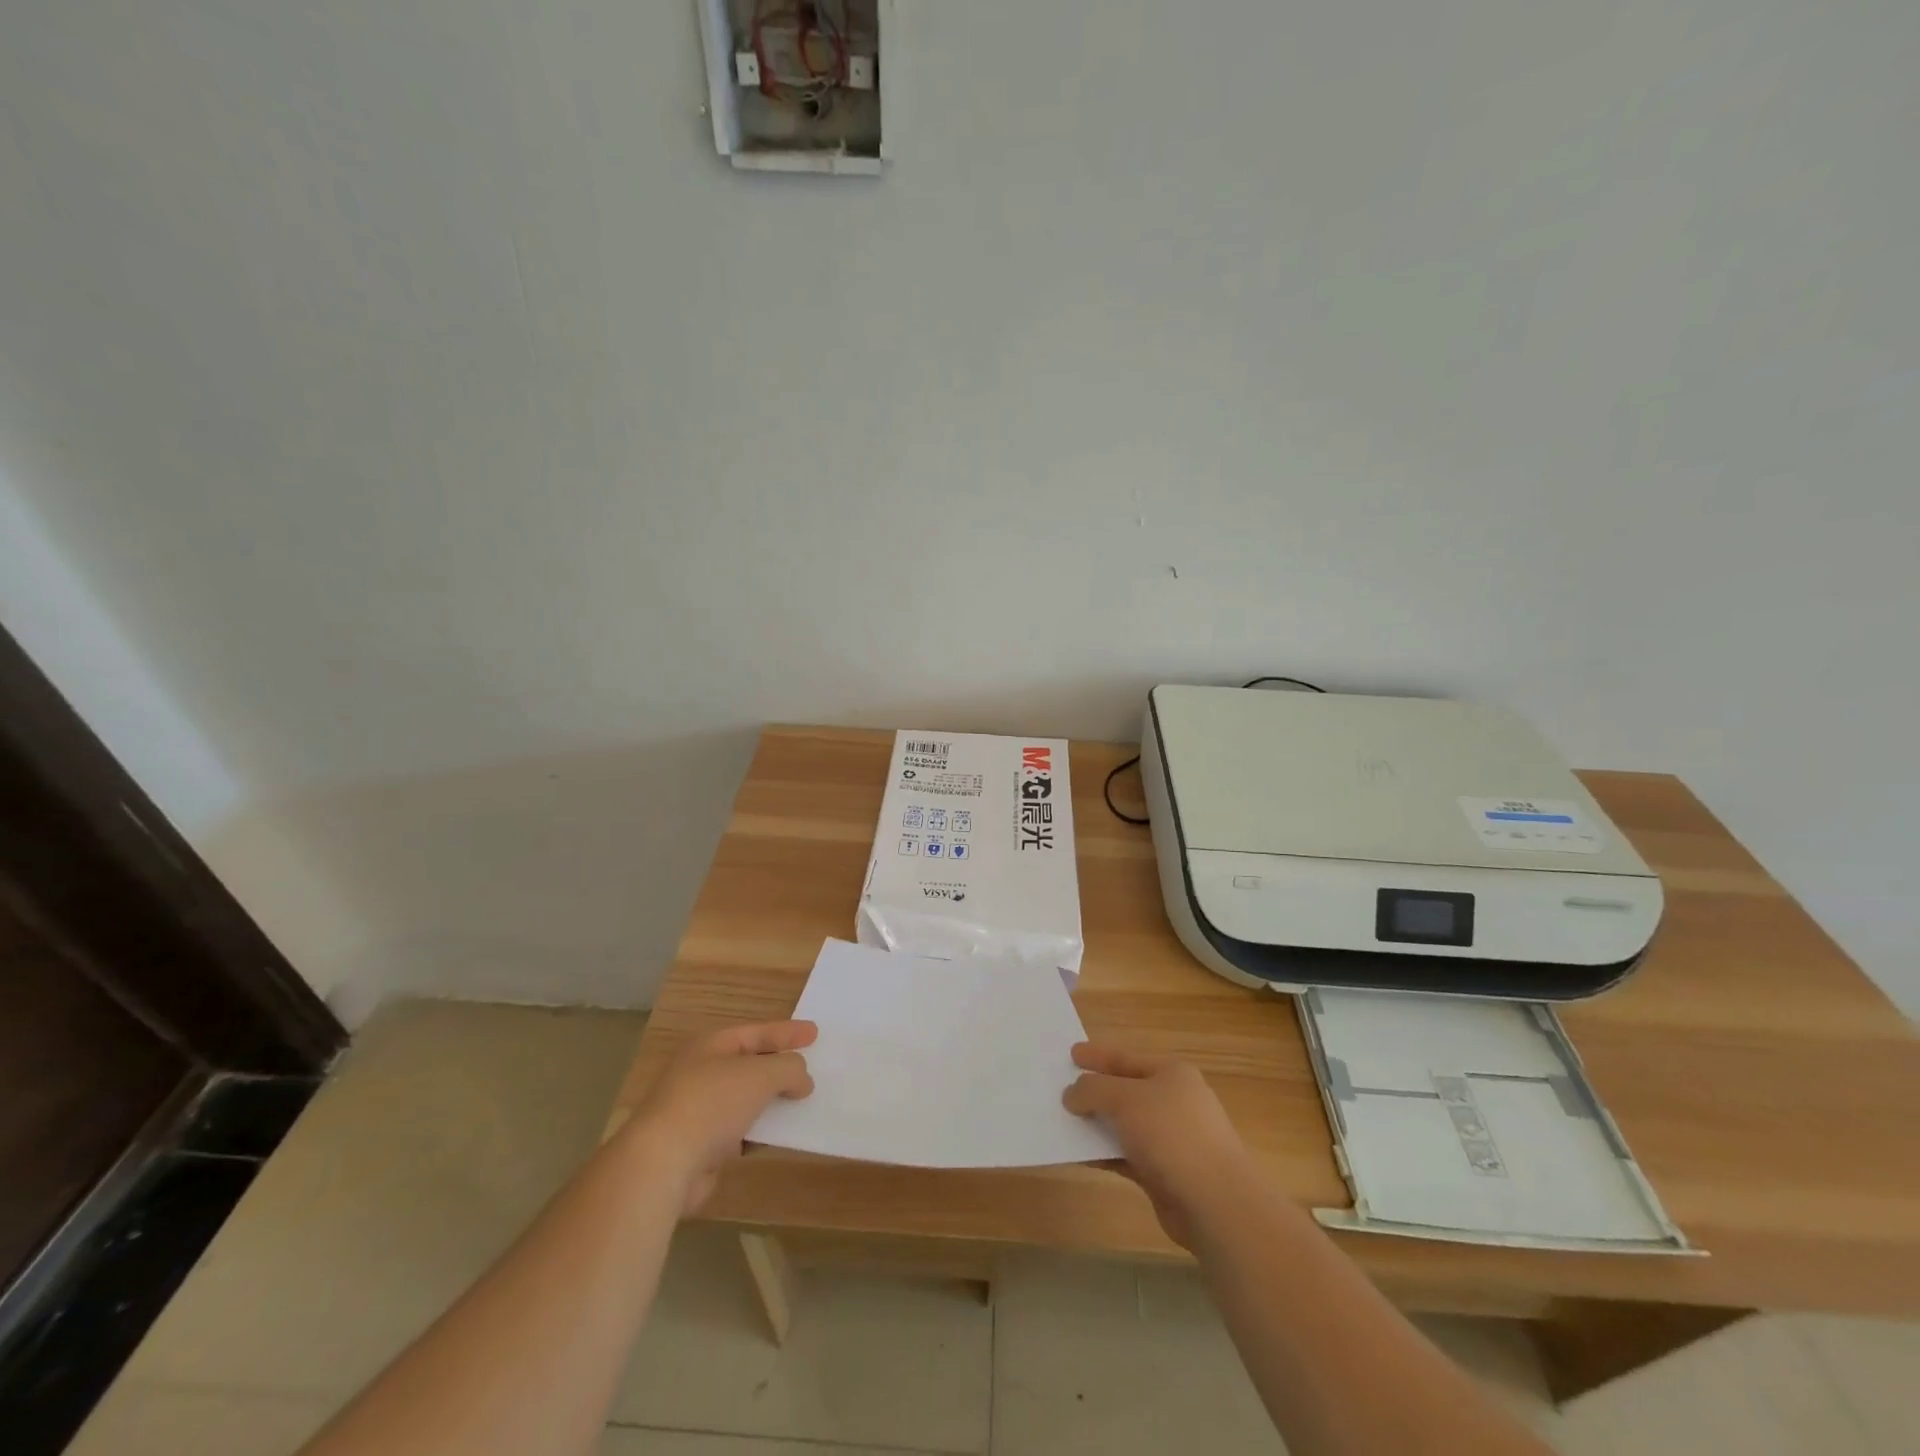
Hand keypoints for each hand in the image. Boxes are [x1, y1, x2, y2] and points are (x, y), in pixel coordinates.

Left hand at [627, 1021, 816, 1214]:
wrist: (663, 1164)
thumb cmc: (712, 1103)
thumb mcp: (761, 1074)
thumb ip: (789, 1068)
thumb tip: (802, 1079)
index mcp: (711, 1046)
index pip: (756, 1032)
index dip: (787, 1032)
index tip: (815, 1033)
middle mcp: (702, 1073)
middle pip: (750, 1065)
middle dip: (780, 1068)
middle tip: (811, 1068)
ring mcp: (699, 1111)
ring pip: (746, 1100)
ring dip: (772, 1102)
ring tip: (804, 1104)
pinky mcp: (701, 1147)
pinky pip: (740, 1132)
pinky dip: (760, 1132)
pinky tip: (780, 1137)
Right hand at [1062, 1042, 1255, 1248]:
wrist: (1215, 1202)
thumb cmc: (1171, 1134)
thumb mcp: (1125, 1099)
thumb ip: (1093, 1090)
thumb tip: (1072, 1094)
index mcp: (1172, 1074)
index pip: (1126, 1058)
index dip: (1098, 1056)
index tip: (1071, 1054)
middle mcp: (1174, 1102)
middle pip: (1125, 1091)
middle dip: (1094, 1092)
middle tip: (1061, 1089)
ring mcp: (1171, 1139)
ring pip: (1124, 1125)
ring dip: (1096, 1125)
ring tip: (1062, 1122)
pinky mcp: (1165, 1173)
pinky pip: (1126, 1156)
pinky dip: (1104, 1153)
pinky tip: (1078, 1155)